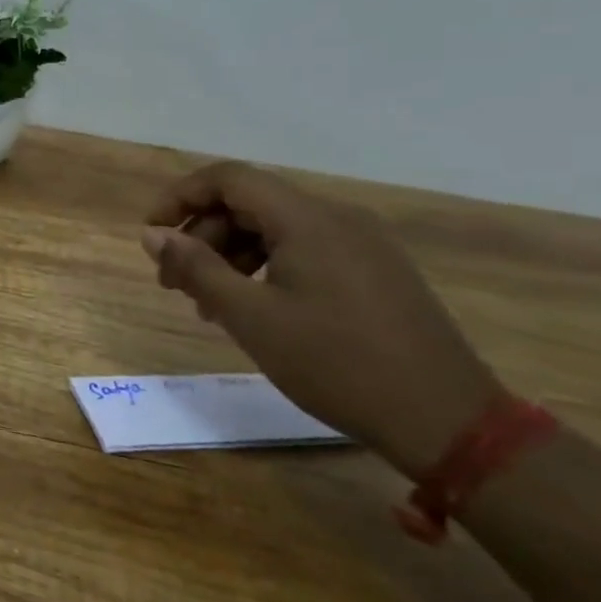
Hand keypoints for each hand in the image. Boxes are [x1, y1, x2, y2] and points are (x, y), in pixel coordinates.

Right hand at [142, 162, 504, 477]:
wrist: (449, 423)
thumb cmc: (337, 364)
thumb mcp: (250, 318)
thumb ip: (196, 268)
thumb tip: (152, 235)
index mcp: (308, 219)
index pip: (228, 179)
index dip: (180, 197)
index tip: (151, 234)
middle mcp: (337, 218)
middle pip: (249, 203)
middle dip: (202, 235)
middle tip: (173, 282)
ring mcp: (363, 244)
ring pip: (275, 228)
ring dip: (230, 255)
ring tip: (208, 304)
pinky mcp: (376, 271)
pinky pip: (304, 249)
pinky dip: (265, 267)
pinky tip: (254, 308)